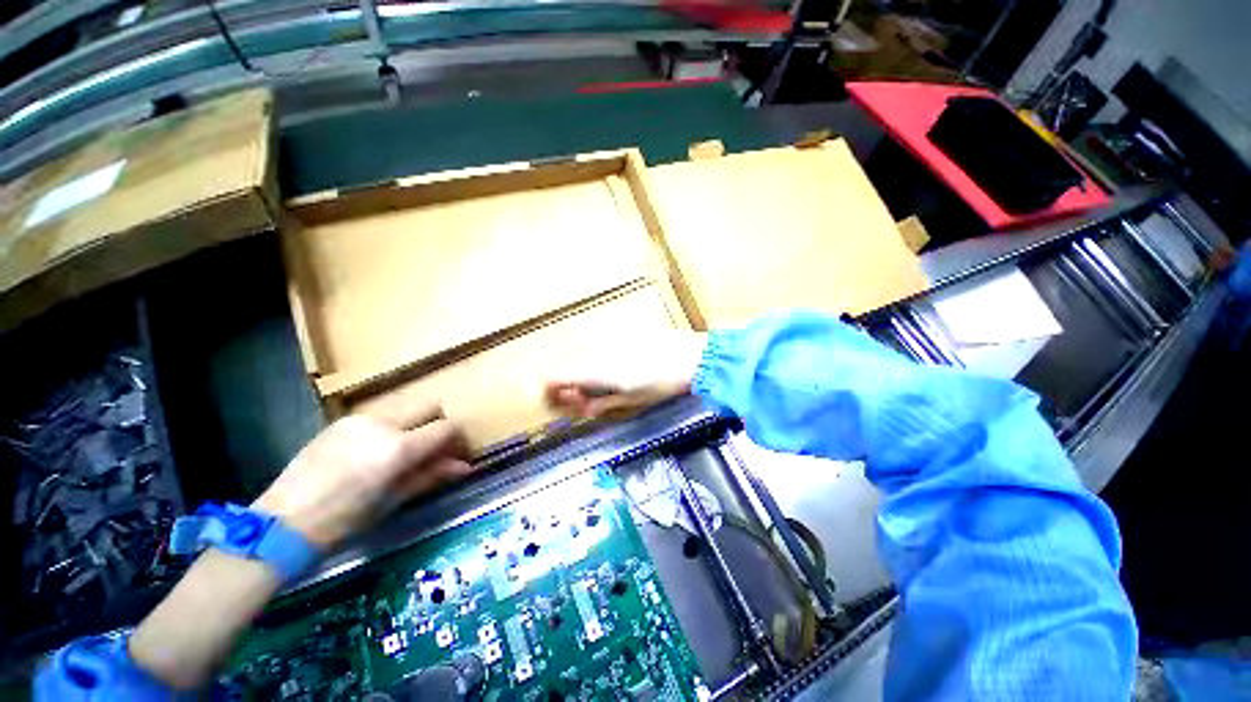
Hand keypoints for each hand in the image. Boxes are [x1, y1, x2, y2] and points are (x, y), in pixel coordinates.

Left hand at [253, 404, 471, 547]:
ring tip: (402, 452)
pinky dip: (390, 427)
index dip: (457, 439)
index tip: (456, 453)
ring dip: (414, 424)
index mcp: (399, 447)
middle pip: (430, 405)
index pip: (447, 427)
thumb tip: (465, 467)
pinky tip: (374, 451)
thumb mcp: (394, 500)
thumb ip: (432, 475)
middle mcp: (383, 423)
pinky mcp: (342, 420)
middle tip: (433, 448)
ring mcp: (360, 418)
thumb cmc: (344, 520)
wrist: (282, 523)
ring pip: (405, 408)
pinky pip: (380, 415)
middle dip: (438, 423)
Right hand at [544, 330, 706, 419]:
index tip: (556, 404)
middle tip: (580, 402)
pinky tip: (610, 373)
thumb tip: (577, 406)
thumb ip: (597, 403)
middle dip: (564, 386)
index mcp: (594, 370)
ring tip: (598, 390)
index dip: (548, 391)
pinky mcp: (616, 335)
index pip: (552, 375)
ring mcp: (605, 340)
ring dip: (579, 375)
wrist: (689, 357)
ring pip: (578, 357)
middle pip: (562, 365)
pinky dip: (593, 365)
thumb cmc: (660, 384)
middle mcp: (594, 350)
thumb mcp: (629, 400)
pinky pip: (594, 350)